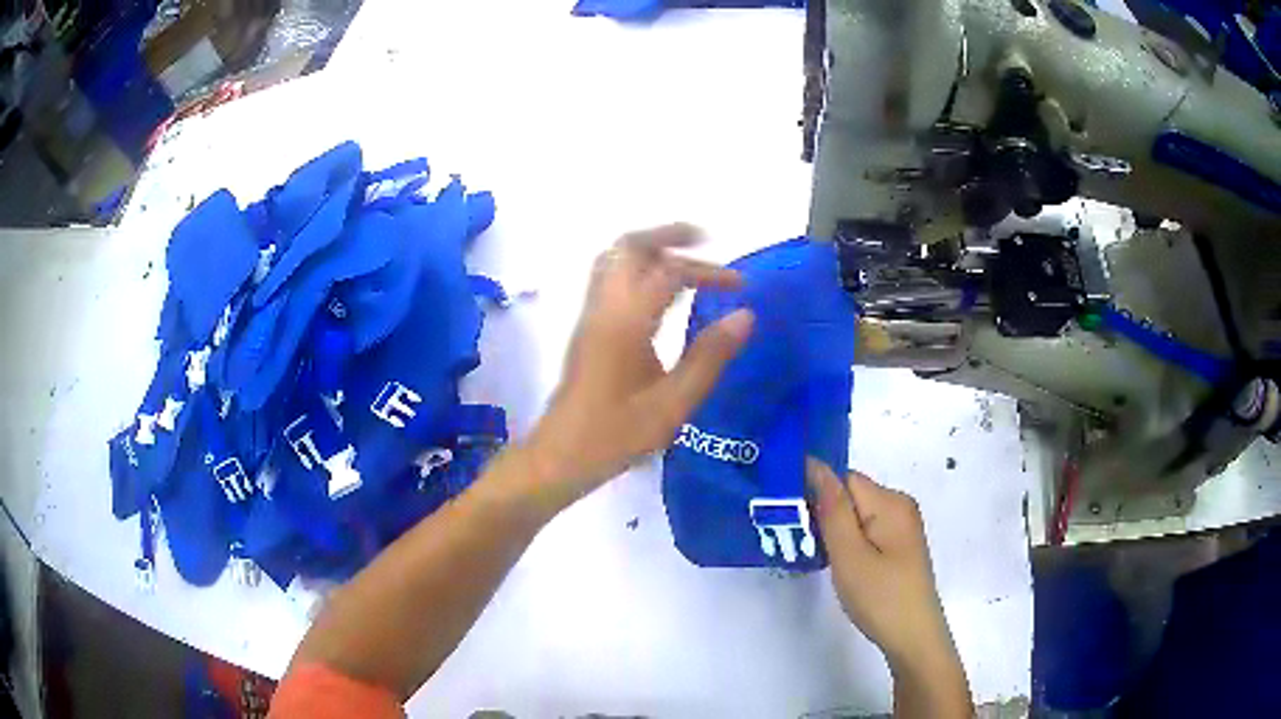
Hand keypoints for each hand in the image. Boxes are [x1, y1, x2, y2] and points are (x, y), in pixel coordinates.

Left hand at [520, 223, 754, 510]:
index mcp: (626, 320)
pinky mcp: (587, 328)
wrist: (560, 455)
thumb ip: (710, 357)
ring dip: (650, 249)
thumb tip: (745, 316)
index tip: (741, 286)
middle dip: (669, 235)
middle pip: (630, 246)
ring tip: (686, 260)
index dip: (708, 271)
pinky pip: (610, 278)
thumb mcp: (673, 403)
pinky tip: (661, 292)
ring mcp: (590, 315)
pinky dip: (638, 268)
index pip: (669, 272)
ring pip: (615, 259)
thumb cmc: (616, 434)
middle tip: (704, 242)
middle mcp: (604, 306)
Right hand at [807, 459, 970, 714]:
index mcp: (890, 502)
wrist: (913, 638)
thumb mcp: (849, 555)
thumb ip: (833, 509)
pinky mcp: (898, 547)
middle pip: (850, 495)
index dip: (816, 493)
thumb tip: (815, 465)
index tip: (791, 518)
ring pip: (856, 516)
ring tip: (814, 556)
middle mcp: (899, 507)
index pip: (844, 479)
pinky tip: (836, 565)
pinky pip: (865, 531)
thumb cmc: (880, 597)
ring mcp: (901, 528)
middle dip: (823, 514)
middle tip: (800, 543)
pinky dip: (847, 543)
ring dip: (833, 531)